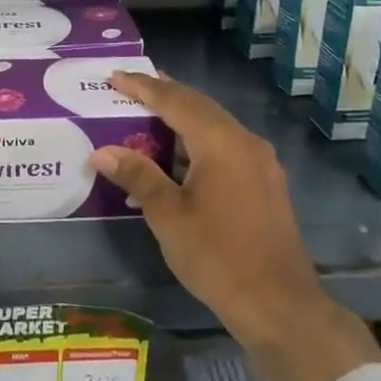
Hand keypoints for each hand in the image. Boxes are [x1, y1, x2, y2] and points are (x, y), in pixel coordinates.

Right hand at [90, 71, 380, 380]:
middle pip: (199, 106)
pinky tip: (178, 160)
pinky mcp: (266, 182)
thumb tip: (102, 151)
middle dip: (164, 94)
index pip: (175, 100)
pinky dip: (198, 142)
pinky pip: (226, 146)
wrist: (278, 304)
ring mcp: (260, 162)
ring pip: (214, 126)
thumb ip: (138, 175)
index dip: (143, 87)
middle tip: (132, 86)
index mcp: (220, 142)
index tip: (116, 76)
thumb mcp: (168, 216)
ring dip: (181, 119)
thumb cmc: (217, 256)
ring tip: (149, 118)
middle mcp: (245, 141)